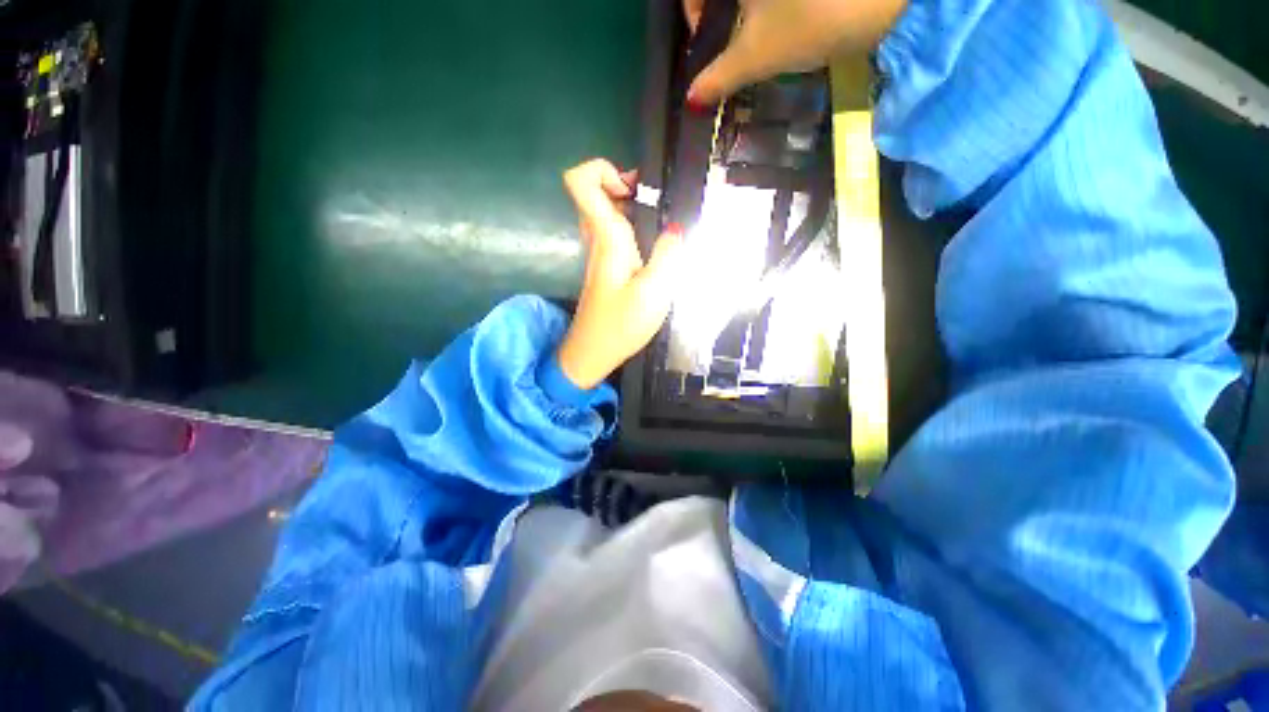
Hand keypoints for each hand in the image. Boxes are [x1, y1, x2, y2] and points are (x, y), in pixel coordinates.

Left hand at [557, 160, 684, 389]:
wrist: (592, 354)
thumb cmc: (620, 326)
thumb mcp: (654, 292)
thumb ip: (669, 255)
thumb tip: (676, 228)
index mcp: (605, 238)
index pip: (580, 181)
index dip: (602, 169)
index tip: (633, 188)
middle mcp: (596, 239)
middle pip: (599, 192)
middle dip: (629, 187)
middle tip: (659, 204)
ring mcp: (598, 253)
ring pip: (608, 213)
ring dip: (634, 209)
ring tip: (663, 226)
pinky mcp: (605, 267)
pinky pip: (615, 234)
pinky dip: (634, 229)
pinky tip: (654, 250)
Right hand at [683, 0, 908, 105]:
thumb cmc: (812, 19)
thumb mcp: (757, 56)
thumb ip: (718, 78)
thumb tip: (690, 100)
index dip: (694, 15)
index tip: (706, 43)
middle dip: (723, 14)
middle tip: (732, 42)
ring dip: (749, 10)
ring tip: (764, 32)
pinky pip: (775, 2)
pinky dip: (773, 7)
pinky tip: (789, 17)